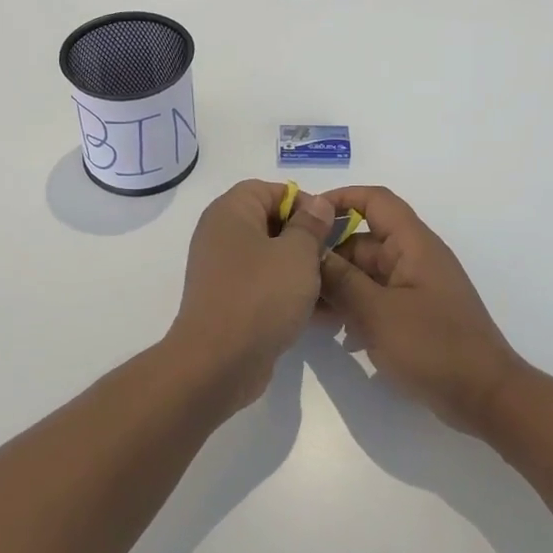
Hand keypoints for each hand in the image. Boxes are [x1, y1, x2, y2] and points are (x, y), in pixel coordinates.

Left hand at [166, 179, 336, 407]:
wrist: (218, 362)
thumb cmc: (260, 295)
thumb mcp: (297, 254)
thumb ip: (310, 225)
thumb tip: (317, 204)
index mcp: (230, 212)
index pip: (268, 190)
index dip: (302, 202)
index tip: (329, 226)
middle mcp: (220, 235)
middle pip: (270, 224)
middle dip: (307, 240)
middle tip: (335, 257)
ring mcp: (222, 271)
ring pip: (271, 259)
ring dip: (303, 271)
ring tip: (335, 288)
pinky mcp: (229, 302)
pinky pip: (264, 287)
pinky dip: (289, 294)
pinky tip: (320, 314)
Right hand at [317, 186, 524, 434]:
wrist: (486, 397)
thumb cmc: (433, 346)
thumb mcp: (377, 312)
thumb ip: (341, 280)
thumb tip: (311, 251)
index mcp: (413, 244)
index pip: (376, 201)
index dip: (341, 199)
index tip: (306, 217)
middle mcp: (414, 258)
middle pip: (363, 241)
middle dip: (329, 256)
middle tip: (293, 280)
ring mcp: (415, 287)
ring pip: (366, 273)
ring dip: (338, 286)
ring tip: (306, 309)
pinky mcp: (414, 314)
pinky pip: (376, 298)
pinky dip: (355, 307)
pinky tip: (334, 332)